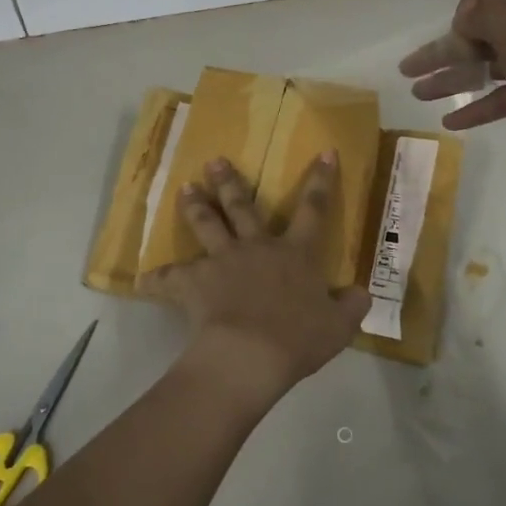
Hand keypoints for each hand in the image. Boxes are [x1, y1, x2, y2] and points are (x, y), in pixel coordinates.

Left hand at [141, 154, 370, 402]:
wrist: (251, 354)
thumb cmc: (297, 338)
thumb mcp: (338, 326)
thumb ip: (351, 306)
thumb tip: (363, 292)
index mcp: (295, 254)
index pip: (314, 209)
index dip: (320, 180)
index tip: (323, 151)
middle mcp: (257, 247)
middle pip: (243, 207)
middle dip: (230, 182)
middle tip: (215, 161)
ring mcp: (223, 261)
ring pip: (207, 225)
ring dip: (195, 206)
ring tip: (184, 188)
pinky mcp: (195, 282)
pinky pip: (171, 278)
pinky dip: (157, 279)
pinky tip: (142, 279)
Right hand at [398, 0, 505, 160]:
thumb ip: (485, 20)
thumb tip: (465, 17)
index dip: (462, 16)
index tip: (459, 42)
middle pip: (478, 34)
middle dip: (442, 51)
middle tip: (408, 71)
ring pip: (487, 66)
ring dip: (454, 78)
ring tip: (419, 95)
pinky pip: (504, 94)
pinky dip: (479, 104)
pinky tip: (452, 121)